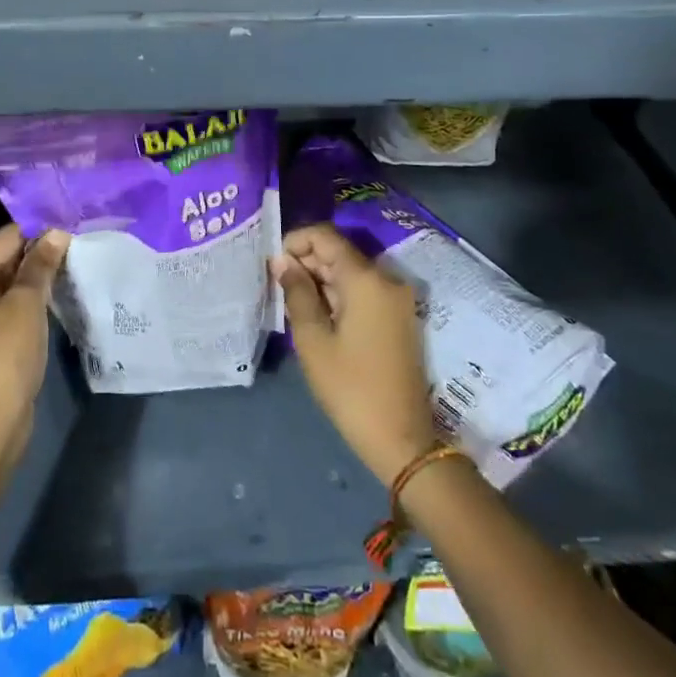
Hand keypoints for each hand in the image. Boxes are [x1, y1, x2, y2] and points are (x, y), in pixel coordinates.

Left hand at [0, 223, 69, 474]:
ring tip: (70, 266)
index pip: (4, 238)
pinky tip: (53, 293)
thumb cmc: (5, 357)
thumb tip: (57, 233)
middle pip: (2, 256)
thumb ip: (40, 265)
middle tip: (76, 247)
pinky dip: (25, 295)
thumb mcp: (27, 305)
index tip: (72, 230)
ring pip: (5, 279)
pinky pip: (3, 300)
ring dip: (34, 275)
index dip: (39, 233)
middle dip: (37, 253)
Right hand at [274, 223, 439, 488]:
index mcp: (366, 279)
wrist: (403, 440)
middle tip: (277, 288)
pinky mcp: (398, 317)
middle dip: (306, 262)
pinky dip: (338, 295)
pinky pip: (363, 291)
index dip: (295, 241)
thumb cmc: (351, 388)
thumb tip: (282, 261)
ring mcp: (396, 299)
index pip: (325, 236)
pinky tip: (317, 316)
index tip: (273, 265)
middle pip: (339, 252)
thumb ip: (296, 292)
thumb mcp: (313, 340)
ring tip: (292, 304)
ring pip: (350, 272)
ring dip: (320, 280)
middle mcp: (386, 279)